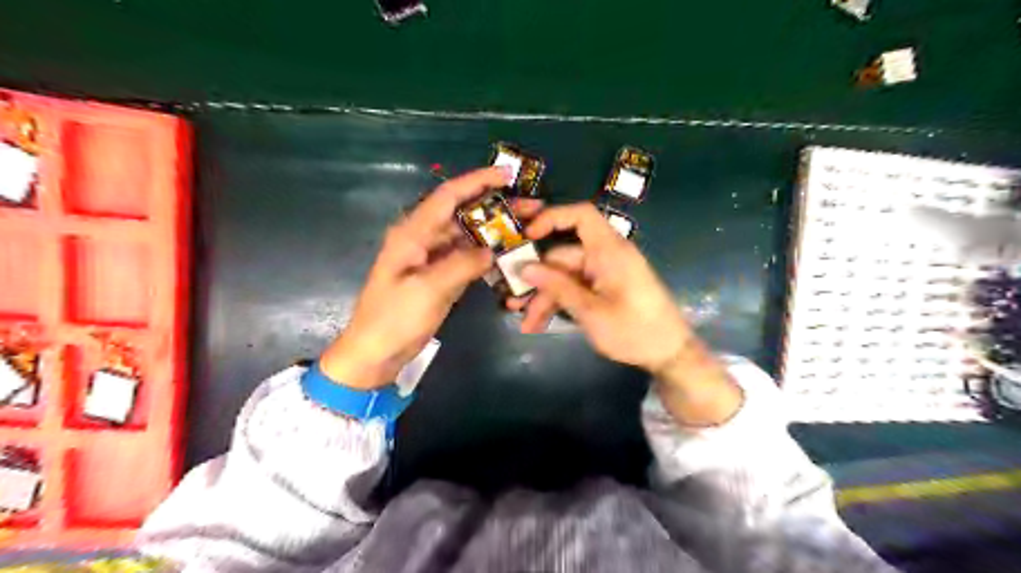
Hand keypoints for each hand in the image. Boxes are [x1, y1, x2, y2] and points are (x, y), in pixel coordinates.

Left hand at [318, 166, 524, 389]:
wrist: (376, 352)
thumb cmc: (394, 318)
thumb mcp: (427, 289)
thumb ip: (462, 264)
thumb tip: (492, 250)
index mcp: (413, 233)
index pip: (448, 196)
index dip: (477, 181)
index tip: (507, 175)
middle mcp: (424, 238)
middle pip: (463, 213)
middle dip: (496, 206)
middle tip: (532, 205)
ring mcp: (433, 258)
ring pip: (469, 235)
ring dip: (496, 231)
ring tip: (528, 228)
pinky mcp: (441, 276)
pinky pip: (468, 258)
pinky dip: (488, 255)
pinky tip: (510, 255)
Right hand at [520, 203, 742, 424]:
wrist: (670, 355)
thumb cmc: (635, 331)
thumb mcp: (591, 312)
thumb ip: (557, 287)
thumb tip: (524, 267)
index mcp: (609, 251)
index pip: (581, 215)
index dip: (552, 218)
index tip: (526, 236)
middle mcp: (605, 257)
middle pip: (562, 257)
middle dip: (537, 281)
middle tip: (513, 303)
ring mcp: (605, 274)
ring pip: (565, 277)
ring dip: (545, 298)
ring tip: (526, 323)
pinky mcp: (605, 289)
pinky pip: (576, 288)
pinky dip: (560, 303)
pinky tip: (541, 323)